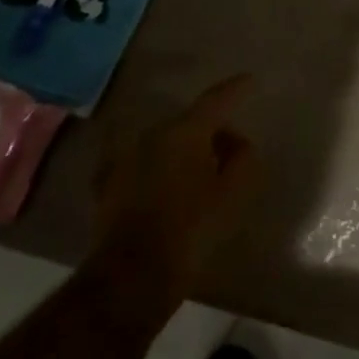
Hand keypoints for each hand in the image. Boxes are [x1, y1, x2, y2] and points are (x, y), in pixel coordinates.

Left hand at [89, 74, 260, 326]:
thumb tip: (235, 143)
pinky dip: (161, 170)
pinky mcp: (108, 188)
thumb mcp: (234, 192)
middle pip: (189, 122)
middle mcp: (151, 136)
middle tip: (231, 149)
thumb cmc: (192, 229)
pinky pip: (144, 166)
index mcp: (184, 131)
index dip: (235, 89)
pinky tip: (169, 186)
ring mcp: (125, 160)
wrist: (131, 278)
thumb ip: (243, 157)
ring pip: (165, 144)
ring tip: (201, 172)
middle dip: (211, 130)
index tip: (250, 81)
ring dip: (184, 152)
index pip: (216, 99)